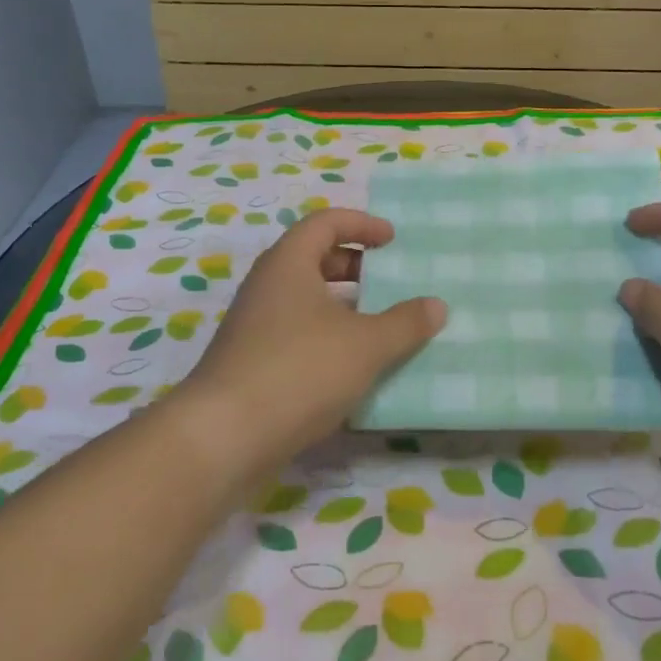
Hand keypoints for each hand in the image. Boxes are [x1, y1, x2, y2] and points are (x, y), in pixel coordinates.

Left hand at [174, 209, 445, 478]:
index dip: (362, 224)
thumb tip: (436, 306)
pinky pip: (296, 333)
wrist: (224, 437)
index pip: (325, 223)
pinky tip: (351, 367)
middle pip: (313, 258)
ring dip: (342, 306)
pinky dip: (327, 337)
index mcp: (289, 263)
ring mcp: (254, 325)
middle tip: (388, 281)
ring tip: (378, 326)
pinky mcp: (251, 361)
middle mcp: (267, 286)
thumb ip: (405, 323)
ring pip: (305, 300)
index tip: (393, 239)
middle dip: (354, 265)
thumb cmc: (299, 370)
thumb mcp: (366, 345)